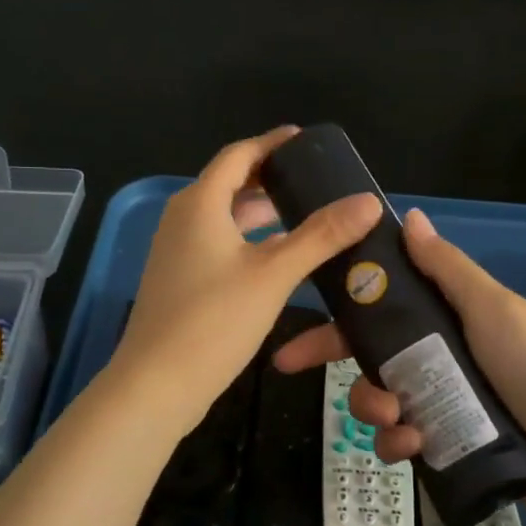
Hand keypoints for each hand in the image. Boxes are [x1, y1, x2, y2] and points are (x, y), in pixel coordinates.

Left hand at [110, 128, 380, 435]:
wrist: (156, 385)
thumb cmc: (214, 321)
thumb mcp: (274, 274)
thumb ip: (321, 236)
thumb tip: (368, 201)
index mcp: (200, 204)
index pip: (238, 155)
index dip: (271, 144)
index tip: (303, 140)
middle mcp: (182, 219)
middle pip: (228, 184)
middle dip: (268, 178)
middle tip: (313, 180)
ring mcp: (176, 251)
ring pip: (223, 217)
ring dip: (259, 211)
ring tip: (303, 213)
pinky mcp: (179, 280)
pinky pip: (217, 243)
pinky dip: (248, 239)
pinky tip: (276, 258)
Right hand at [273, 208, 525, 521]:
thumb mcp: (493, 309)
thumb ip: (449, 268)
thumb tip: (410, 217)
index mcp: (448, 318)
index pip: (382, 304)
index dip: (340, 303)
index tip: (301, 301)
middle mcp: (438, 356)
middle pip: (369, 353)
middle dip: (337, 359)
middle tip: (295, 366)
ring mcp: (440, 403)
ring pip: (378, 399)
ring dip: (372, 407)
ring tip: (396, 419)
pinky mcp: (445, 444)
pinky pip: (401, 441)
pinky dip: (399, 443)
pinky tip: (415, 445)